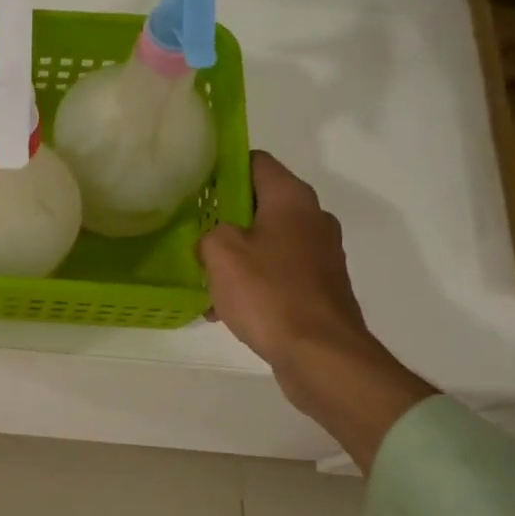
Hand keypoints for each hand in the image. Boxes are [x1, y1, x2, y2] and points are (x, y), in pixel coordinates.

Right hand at [200, 151, 435, 470]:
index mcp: (292, 199)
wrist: (320, 354)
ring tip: (206, 277)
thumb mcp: (220, 253)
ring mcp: (321, 255)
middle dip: (226, 217)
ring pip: (268, 242)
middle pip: (262, 203)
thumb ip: (209, 234)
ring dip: (238, 255)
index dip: (223, 167)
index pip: (256, 162)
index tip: (195, 185)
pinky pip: (278, 274)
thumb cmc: (268, 293)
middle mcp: (313, 219)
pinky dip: (254, 283)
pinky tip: (227, 308)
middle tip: (194, 232)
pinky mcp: (320, 288)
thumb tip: (213, 240)